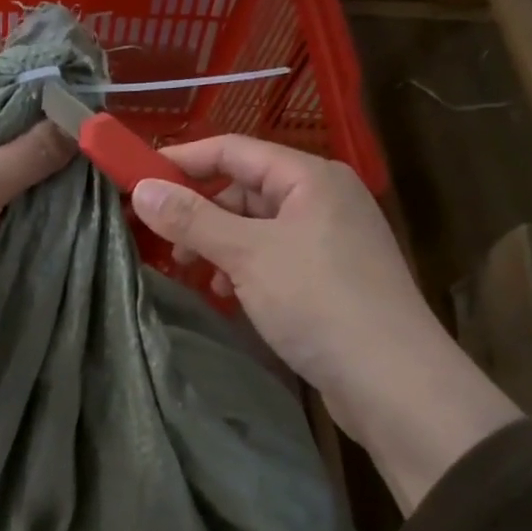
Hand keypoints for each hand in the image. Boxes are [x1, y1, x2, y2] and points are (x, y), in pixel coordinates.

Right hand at [131, 136, 518, 511]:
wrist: (393, 380)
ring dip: (221, 245)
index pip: (234, 150)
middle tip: (168, 243)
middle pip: (246, 189)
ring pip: (258, 227)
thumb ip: (193, 219)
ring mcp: (331, 239)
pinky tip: (230, 296)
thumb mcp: (247, 255)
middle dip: (202, 212)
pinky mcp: (331, 277)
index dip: (184, 160)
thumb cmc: (318, 302)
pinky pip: (275, 257)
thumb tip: (141, 190)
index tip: (138, 180)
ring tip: (198, 276)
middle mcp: (324, 199)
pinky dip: (245, 270)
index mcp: (310, 177)